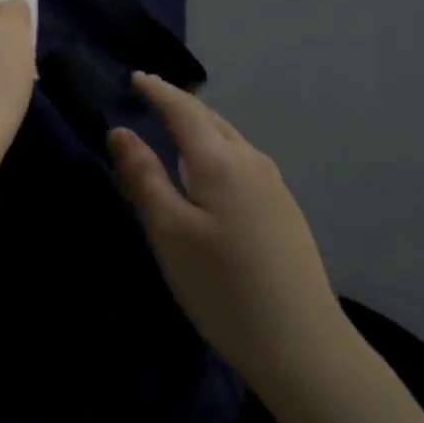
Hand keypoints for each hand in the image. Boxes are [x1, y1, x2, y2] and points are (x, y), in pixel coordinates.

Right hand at [110, 74, 345, 381]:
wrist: (303, 346)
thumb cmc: (222, 286)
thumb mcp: (168, 231)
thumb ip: (143, 177)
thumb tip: (120, 132)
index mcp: (221, 161)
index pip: (184, 110)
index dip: (157, 91)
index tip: (135, 77)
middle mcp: (252, 162)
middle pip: (211, 120)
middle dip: (179, 105)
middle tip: (149, 98)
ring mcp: (274, 186)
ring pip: (230, 140)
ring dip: (199, 128)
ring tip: (173, 130)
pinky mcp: (284, 211)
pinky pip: (242, 162)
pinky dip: (216, 151)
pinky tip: (208, 174)